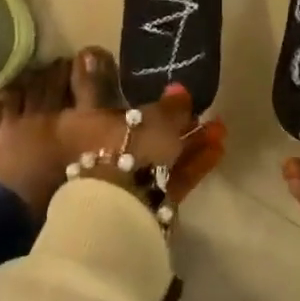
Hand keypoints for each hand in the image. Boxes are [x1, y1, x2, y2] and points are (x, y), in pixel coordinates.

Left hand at [56, 50, 206, 208]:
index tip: (165, 94)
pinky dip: (192, 166)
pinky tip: (218, 150)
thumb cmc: (125, 148)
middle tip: (199, 112)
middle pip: (137, 136)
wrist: (120, 210)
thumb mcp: (154, 119)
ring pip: (157, 160)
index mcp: (80, 126)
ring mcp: (116, 182)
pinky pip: (168, 180)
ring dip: (189, 145)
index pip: (105, 105)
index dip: (137, 99)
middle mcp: (92, 154)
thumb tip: (179, 90)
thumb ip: (170, 107)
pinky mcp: (142, 206)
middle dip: (172, 126)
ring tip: (219, 129)